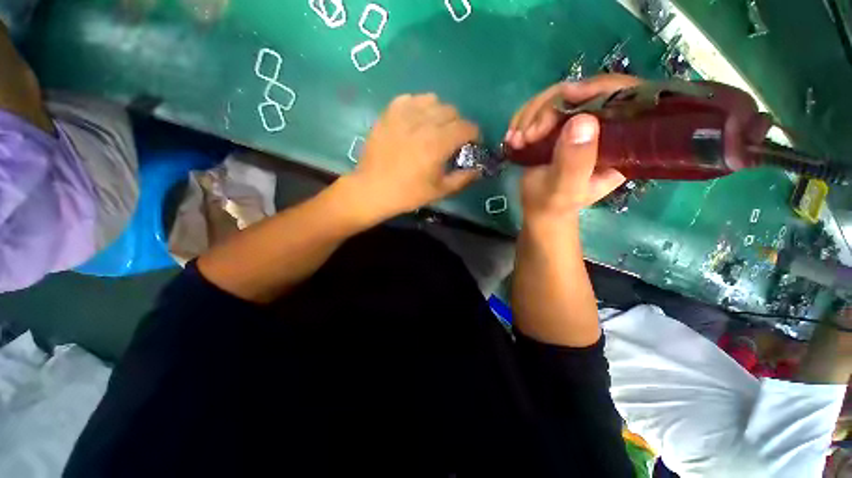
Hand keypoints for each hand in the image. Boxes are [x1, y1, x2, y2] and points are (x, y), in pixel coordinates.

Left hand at [349, 93, 480, 220]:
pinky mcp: (388, 114)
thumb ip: (463, 178)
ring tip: (434, 128)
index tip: (472, 143)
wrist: (372, 189)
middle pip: (451, 111)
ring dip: (439, 113)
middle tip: (452, 139)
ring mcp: (403, 115)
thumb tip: (479, 169)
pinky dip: (418, 106)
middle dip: (458, 124)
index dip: (474, 134)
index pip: (466, 127)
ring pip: (432, 100)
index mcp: (437, 144)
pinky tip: (415, 120)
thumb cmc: (408, 194)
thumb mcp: (439, 191)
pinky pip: (410, 99)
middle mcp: (423, 124)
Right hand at [506, 75, 642, 222]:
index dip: (599, 88)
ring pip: (559, 95)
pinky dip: (522, 118)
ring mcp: (580, 122)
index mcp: (623, 142)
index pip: (625, 97)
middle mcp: (605, 125)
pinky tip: (513, 137)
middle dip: (548, 108)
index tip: (566, 96)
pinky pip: (541, 105)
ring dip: (530, 116)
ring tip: (516, 141)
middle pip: (584, 91)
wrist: (538, 207)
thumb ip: (575, 161)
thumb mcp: (565, 188)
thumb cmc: (553, 203)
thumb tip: (583, 120)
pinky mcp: (559, 123)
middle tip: (526, 136)